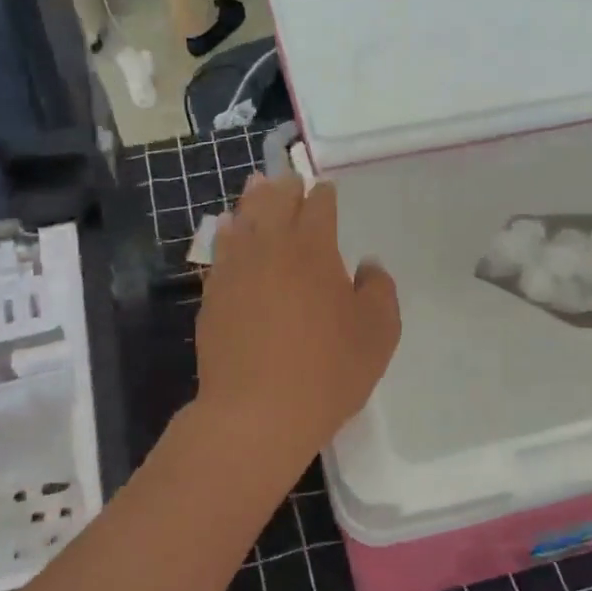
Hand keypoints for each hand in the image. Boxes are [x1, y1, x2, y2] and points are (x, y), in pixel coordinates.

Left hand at [194, 174, 400, 471]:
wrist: (257, 412)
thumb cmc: (328, 370)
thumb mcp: (378, 333)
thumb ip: (379, 290)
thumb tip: (367, 265)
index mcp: (313, 249)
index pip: (318, 206)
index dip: (323, 195)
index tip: (326, 190)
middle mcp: (270, 248)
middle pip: (274, 202)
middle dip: (284, 187)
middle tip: (289, 178)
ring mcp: (235, 271)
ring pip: (242, 221)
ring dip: (251, 201)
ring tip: (255, 186)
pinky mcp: (213, 296)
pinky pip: (219, 252)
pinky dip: (226, 234)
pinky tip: (227, 232)